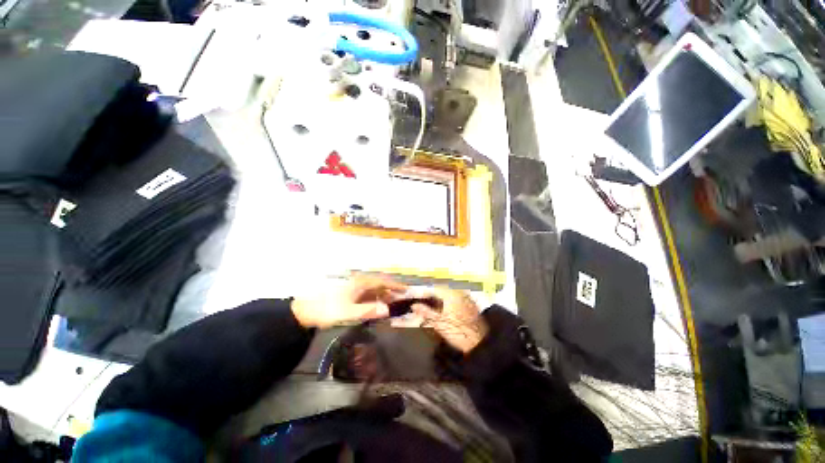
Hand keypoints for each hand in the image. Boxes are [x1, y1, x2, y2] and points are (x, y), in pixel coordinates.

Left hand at [291, 275, 406, 327]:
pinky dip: (375, 301)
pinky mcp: (350, 296)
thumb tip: (387, 310)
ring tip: (392, 305)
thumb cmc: (328, 309)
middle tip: (402, 300)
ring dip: (384, 296)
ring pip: (374, 291)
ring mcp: (354, 290)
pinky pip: (367, 296)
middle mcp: (359, 284)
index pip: (382, 281)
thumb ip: (368, 311)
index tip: (406, 290)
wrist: (306, 311)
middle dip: (391, 291)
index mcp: (360, 283)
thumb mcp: (348, 312)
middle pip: (379, 285)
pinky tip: (377, 308)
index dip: (395, 285)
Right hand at [412, 287, 488, 353]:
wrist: (480, 343)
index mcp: (451, 293)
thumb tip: (414, 305)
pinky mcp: (471, 304)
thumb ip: (425, 312)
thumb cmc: (457, 332)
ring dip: (440, 299)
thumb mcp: (439, 323)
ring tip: (432, 308)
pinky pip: (457, 298)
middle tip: (423, 304)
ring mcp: (466, 297)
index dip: (424, 294)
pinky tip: (445, 310)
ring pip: (449, 294)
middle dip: (432, 296)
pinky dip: (449, 302)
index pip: (434, 289)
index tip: (416, 299)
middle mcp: (459, 292)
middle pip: (442, 290)